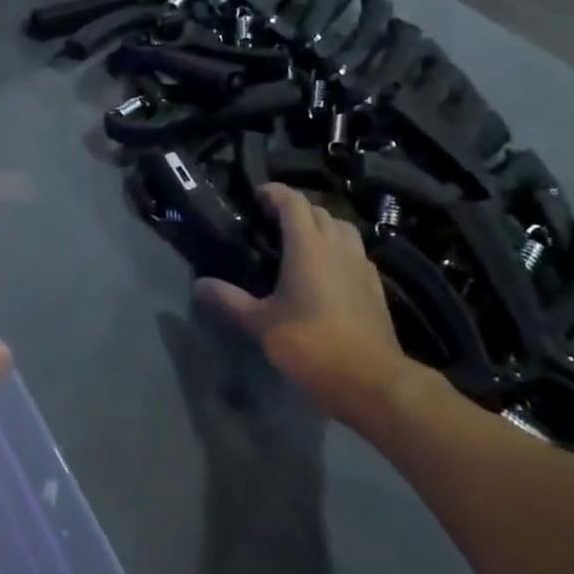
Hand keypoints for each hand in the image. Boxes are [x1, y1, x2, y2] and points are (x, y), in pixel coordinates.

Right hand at [195, 184, 416, 418]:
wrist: (372, 380)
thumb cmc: (311, 344)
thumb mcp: (260, 324)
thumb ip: (229, 300)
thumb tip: (198, 285)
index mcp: (308, 245)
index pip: (293, 202)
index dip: (275, 192)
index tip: (257, 195)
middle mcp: (337, 246)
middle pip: (319, 211)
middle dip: (296, 208)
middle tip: (272, 221)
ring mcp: (361, 265)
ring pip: (343, 228)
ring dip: (322, 225)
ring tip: (303, 241)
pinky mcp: (376, 287)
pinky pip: (356, 253)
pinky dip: (340, 250)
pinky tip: (329, 271)